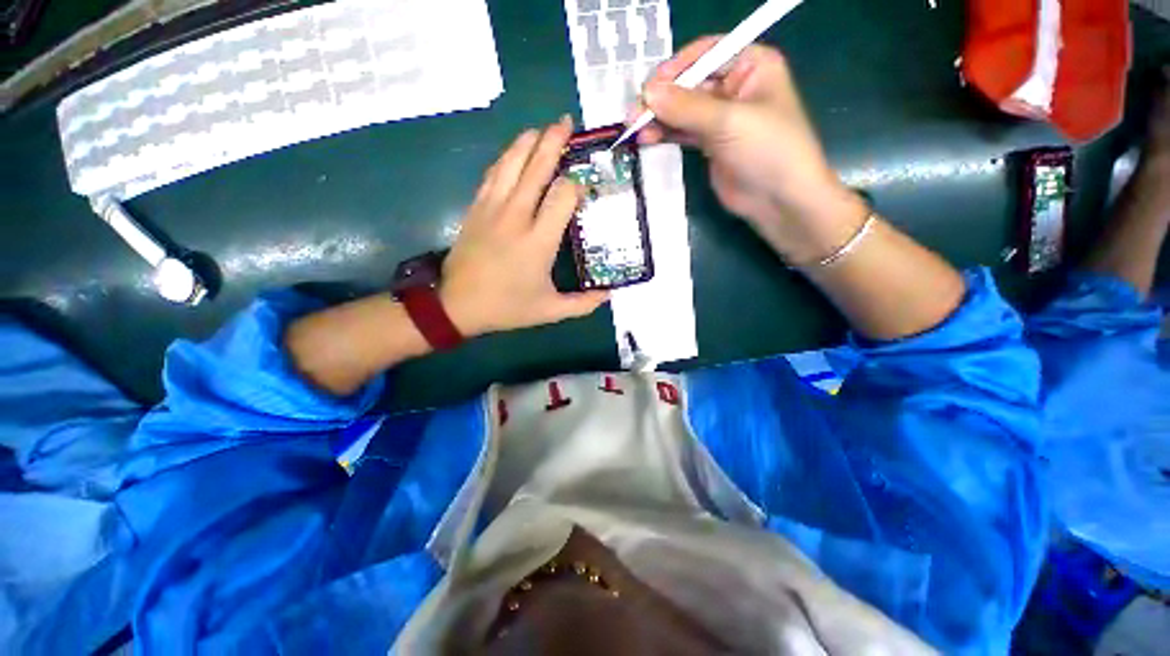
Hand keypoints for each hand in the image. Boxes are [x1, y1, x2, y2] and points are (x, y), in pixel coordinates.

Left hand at [440, 117, 609, 336]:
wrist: (457, 305)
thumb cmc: (507, 307)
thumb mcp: (550, 311)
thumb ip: (583, 304)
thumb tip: (609, 294)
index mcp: (538, 241)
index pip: (563, 196)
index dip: (576, 185)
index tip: (585, 186)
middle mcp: (516, 216)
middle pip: (536, 168)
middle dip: (553, 142)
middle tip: (566, 122)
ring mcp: (493, 208)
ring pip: (511, 163)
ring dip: (528, 142)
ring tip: (542, 128)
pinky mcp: (476, 208)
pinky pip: (493, 174)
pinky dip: (506, 158)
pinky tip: (515, 152)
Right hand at [637, 37, 867, 264]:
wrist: (779, 200)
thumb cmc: (767, 150)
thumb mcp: (728, 122)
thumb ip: (686, 107)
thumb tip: (647, 93)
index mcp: (751, 65)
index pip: (706, 54)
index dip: (676, 68)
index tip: (649, 88)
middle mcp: (735, 86)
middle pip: (690, 83)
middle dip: (662, 98)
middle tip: (635, 115)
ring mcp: (722, 117)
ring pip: (683, 110)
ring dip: (659, 118)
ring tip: (635, 130)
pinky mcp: (711, 144)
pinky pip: (683, 131)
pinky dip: (666, 134)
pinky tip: (647, 139)